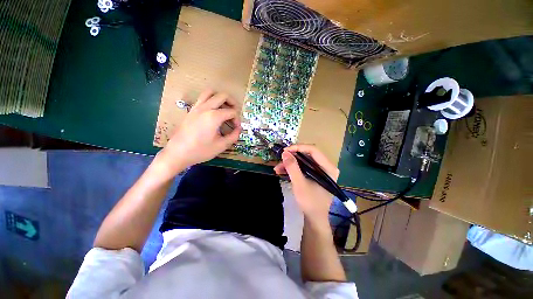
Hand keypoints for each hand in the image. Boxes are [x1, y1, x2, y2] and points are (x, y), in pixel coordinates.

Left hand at [157, 90, 241, 175]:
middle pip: (223, 96)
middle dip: (232, 102)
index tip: (237, 129)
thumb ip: (233, 136)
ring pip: (210, 92)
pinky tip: (213, 112)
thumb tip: (239, 130)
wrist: (178, 153)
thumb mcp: (221, 146)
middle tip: (235, 113)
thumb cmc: (201, 150)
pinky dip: (211, 100)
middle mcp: (205, 108)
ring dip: (220, 97)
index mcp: (214, 116)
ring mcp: (197, 107)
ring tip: (225, 107)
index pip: (232, 112)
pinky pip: (202, 98)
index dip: (237, 120)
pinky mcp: (191, 110)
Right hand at [274, 145, 338, 221]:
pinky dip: (292, 169)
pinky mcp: (314, 175)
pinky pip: (302, 167)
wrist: (314, 219)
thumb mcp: (299, 184)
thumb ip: (292, 167)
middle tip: (280, 159)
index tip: (285, 151)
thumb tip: (285, 153)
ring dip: (290, 164)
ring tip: (277, 169)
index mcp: (328, 168)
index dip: (298, 148)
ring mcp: (320, 171)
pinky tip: (282, 171)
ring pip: (303, 161)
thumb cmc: (310, 202)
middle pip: (307, 155)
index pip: (313, 150)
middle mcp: (326, 167)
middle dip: (292, 157)